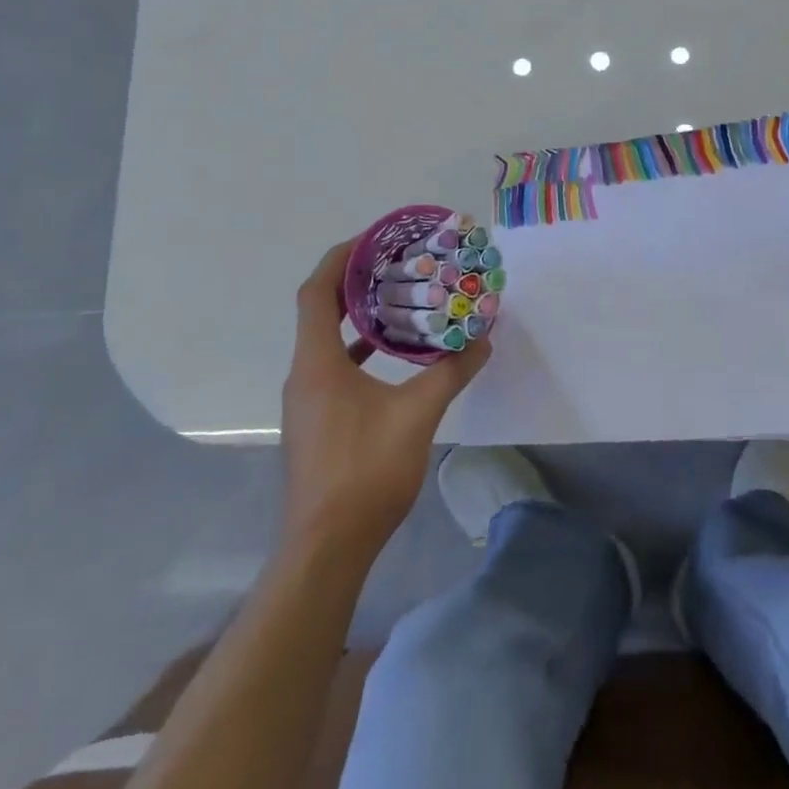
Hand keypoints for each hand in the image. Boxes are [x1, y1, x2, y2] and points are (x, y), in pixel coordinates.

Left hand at [279, 241, 490, 558]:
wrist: (326, 549)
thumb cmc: (365, 473)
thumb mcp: (417, 416)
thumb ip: (451, 372)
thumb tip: (483, 339)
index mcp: (318, 362)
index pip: (316, 291)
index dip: (340, 258)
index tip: (373, 239)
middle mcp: (304, 374)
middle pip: (320, 309)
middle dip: (354, 281)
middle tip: (396, 263)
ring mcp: (307, 400)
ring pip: (327, 340)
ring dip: (358, 315)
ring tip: (399, 299)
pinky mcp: (317, 421)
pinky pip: (334, 366)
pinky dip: (359, 348)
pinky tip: (392, 355)